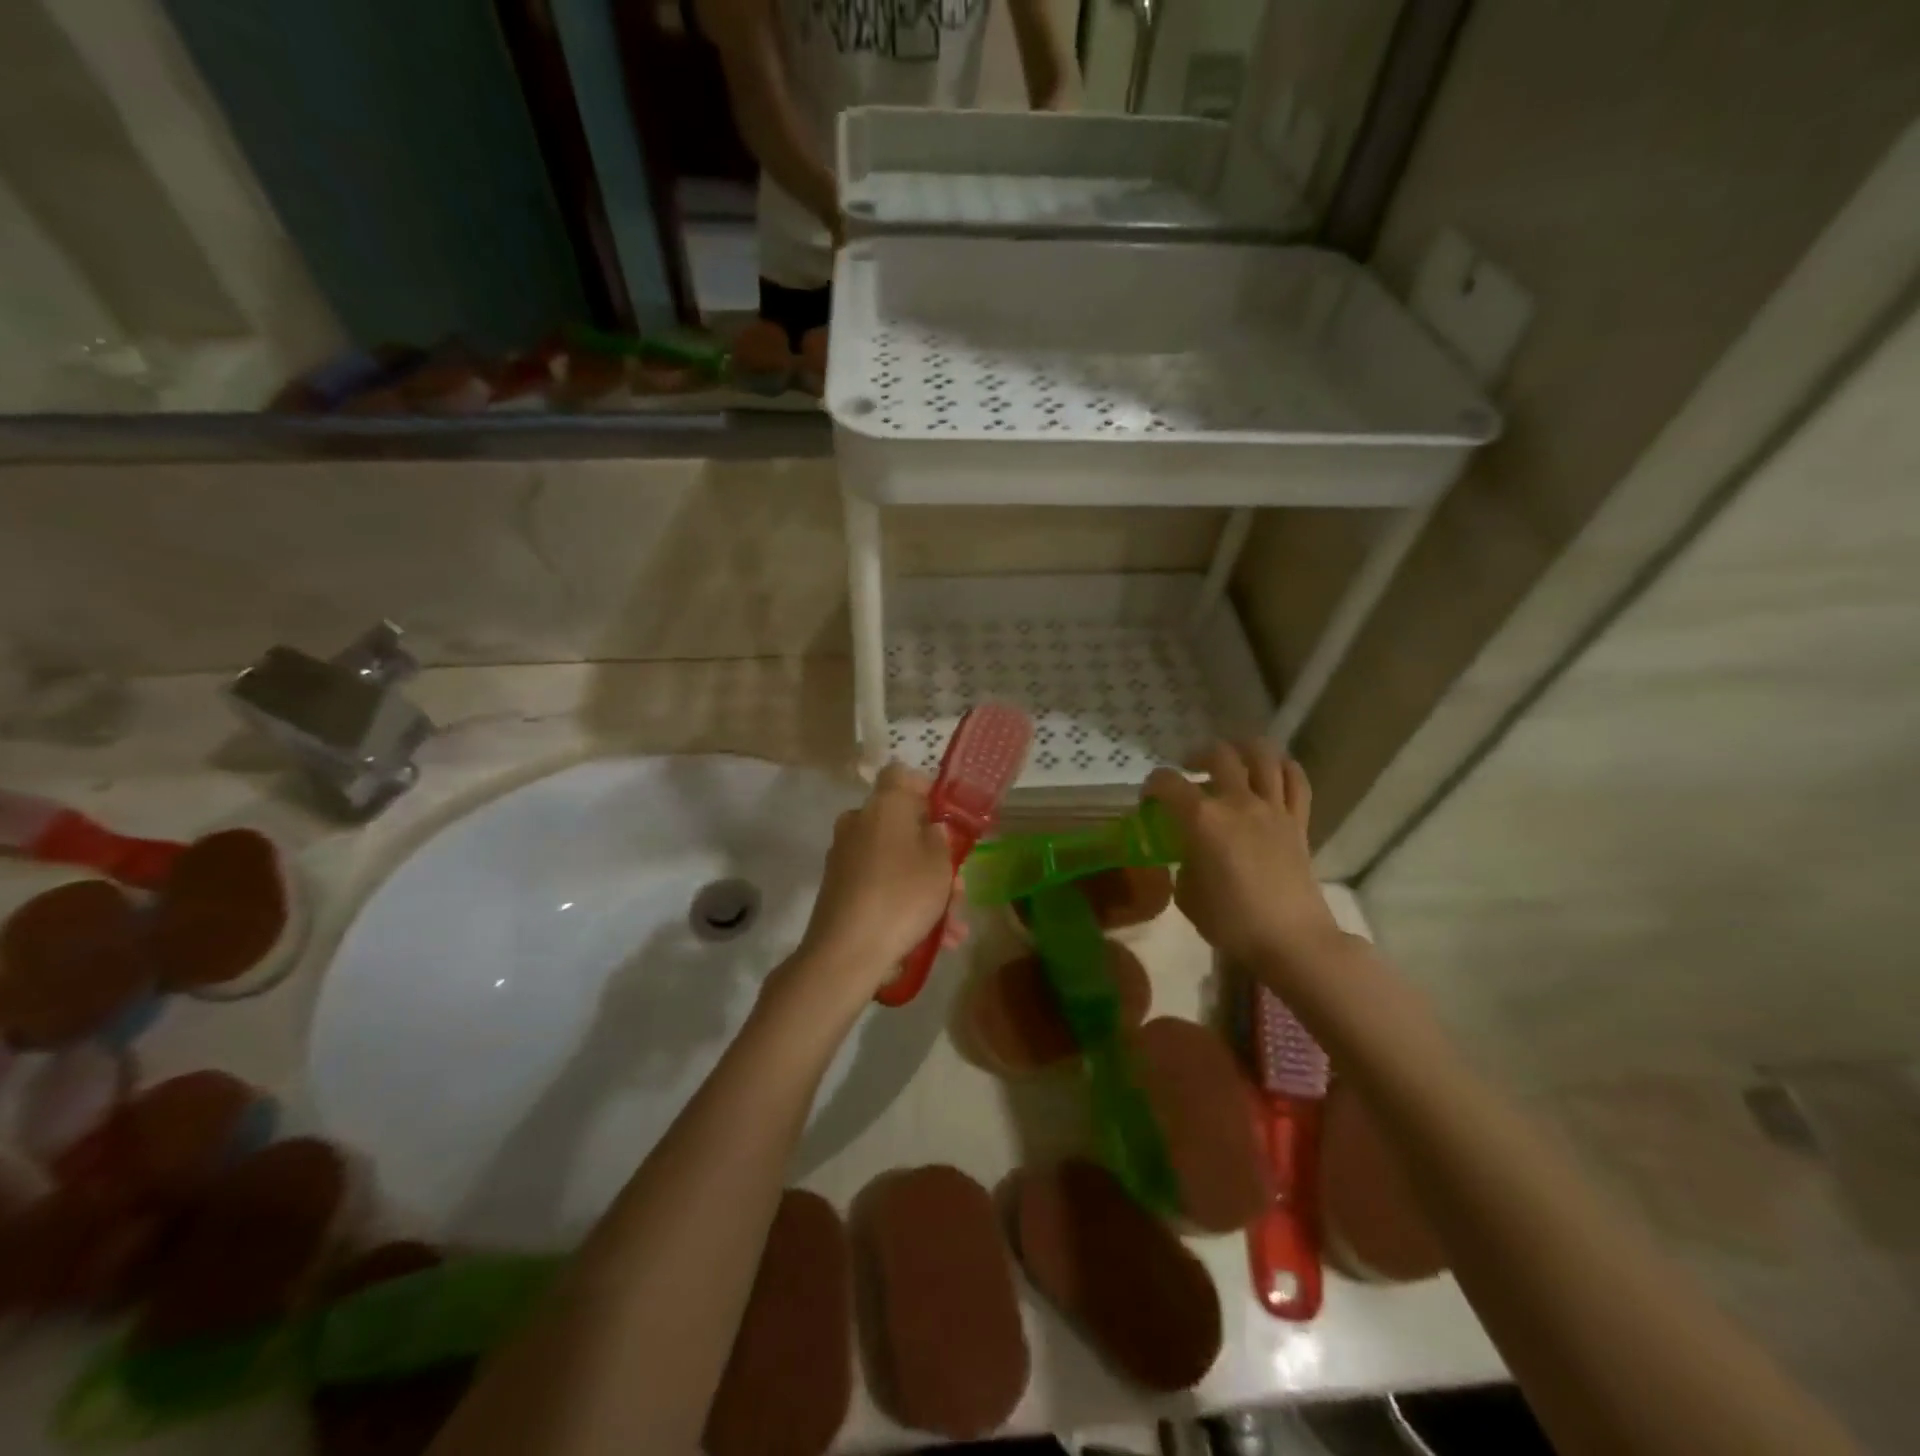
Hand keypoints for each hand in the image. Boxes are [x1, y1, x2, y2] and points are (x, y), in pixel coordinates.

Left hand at [792, 764, 958, 999]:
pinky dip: (904, 905)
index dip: (926, 790)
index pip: (901, 775)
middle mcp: (858, 823)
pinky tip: (934, 939)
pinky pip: (881, 886)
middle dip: (934, 855)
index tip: (947, 817)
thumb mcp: (940, 865)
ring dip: (925, 889)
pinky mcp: (839, 889)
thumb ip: (942, 839)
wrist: (846, 952)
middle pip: (902, 826)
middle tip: (958, 887)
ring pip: (895, 862)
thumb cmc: (902, 895)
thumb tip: (931, 829)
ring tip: (953, 928)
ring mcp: (844, 857)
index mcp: (883, 805)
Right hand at [1144, 742, 1343, 969]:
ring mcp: (1272, 809)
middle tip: (1189, 772)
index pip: (1167, 783)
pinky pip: (1295, 780)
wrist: (1291, 940)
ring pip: (1262, 755)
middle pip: (1217, 755)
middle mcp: (1237, 803)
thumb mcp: (1187, 896)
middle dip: (1196, 756)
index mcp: (1202, 820)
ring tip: (1231, 760)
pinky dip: (1282, 768)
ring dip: (1242, 749)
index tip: (1149, 799)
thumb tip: (1191, 855)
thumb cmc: (1231, 922)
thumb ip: (1184, 865)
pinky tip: (1270, 772)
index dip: (1152, 785)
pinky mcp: (1298, 821)